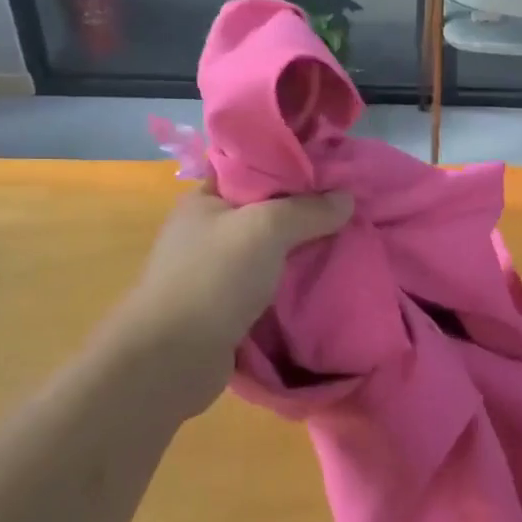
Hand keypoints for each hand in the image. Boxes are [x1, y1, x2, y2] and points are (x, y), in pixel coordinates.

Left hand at [112, 177, 353, 416]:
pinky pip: (267, 281)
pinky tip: (322, 278)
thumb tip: (346, 198)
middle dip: (303, 208)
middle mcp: (208, 230)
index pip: (252, 167)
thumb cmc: (214, 277)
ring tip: (345, 240)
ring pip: (268, 248)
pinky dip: (291, 279)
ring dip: (300, 247)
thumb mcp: (266, 229)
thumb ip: (307, 210)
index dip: (290, 164)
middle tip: (348, 206)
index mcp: (206, 199)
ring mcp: (215, 269)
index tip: (332, 168)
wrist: (173, 358)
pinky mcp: (226, 304)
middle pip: (264, 208)